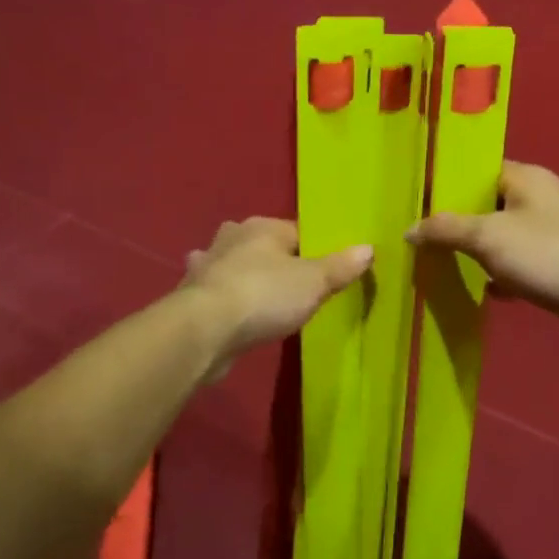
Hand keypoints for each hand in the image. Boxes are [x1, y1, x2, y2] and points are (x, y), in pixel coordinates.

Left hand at [181, 218, 371, 372]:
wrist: (203, 331)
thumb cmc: (264, 296)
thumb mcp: (314, 282)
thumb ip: (340, 266)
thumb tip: (368, 248)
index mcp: (262, 227)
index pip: (297, 231)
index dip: (314, 250)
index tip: (327, 272)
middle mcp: (231, 237)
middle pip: (262, 245)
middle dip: (273, 259)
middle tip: (294, 284)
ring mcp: (206, 266)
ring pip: (232, 265)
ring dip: (241, 275)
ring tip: (259, 295)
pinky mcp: (191, 296)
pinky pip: (216, 293)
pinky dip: (224, 299)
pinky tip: (231, 314)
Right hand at [406, 163, 558, 353]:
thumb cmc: (549, 255)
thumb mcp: (489, 236)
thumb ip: (446, 229)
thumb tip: (409, 229)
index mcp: (526, 178)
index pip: (477, 170)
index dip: (446, 183)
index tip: (413, 201)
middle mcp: (539, 200)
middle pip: (487, 205)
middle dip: (455, 222)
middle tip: (417, 237)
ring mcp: (551, 235)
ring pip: (502, 238)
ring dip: (476, 252)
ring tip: (437, 263)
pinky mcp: (557, 267)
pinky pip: (518, 266)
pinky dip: (500, 277)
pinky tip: (481, 291)